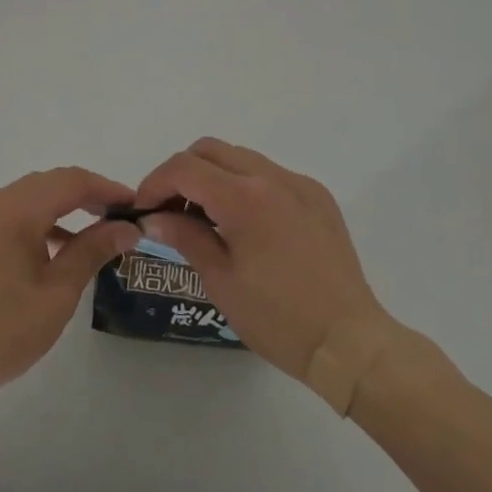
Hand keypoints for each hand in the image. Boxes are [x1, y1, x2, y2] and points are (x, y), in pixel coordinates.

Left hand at [0, 168, 141, 402]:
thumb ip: (93, 251)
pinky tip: (53, 252)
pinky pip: (9, 217)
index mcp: (14, 208)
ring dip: (61, 210)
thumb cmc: (2, 330)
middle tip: (118, 219)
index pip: (71, 181)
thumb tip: (127, 228)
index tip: (135, 206)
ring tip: (93, 237)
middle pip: (48, 184)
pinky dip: (36, 224)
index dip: (106, 189)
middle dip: (86, 196)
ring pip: (27, 199)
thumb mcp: (58, 292)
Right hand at [135, 139, 394, 381]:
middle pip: (210, 150)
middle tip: (169, 210)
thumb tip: (153, 216)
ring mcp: (298, 183)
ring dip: (213, 176)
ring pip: (240, 157)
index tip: (142, 210)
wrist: (349, 342)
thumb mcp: (220, 280)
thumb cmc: (278, 318)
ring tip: (204, 218)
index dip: (155, 183)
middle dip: (181, 173)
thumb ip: (184, 236)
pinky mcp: (317, 196)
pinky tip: (244, 224)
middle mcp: (272, 176)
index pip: (185, 168)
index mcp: (244, 197)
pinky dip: (245, 185)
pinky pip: (269, 173)